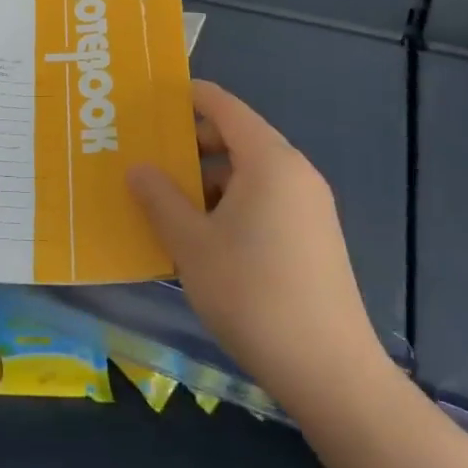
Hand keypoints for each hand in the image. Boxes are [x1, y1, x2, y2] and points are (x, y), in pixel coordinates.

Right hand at [127, 80, 384, 407]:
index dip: (188, 96)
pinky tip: (201, 234)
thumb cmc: (252, 294)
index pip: (224, 106)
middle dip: (191, 143)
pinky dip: (229, 203)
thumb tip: (137, 167)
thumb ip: (159, 198)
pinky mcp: (312, 236)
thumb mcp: (191, 243)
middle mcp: (294, 173)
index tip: (150, 99)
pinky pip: (263, 200)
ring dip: (207, 178)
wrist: (329, 371)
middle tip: (147, 155)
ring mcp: (308, 206)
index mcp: (269, 161)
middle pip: (237, 137)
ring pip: (248, 173)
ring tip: (166, 200)